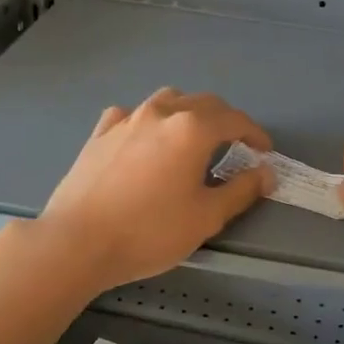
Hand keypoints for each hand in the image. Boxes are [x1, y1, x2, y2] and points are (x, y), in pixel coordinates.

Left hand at [36, 88, 273, 290]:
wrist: (77, 242)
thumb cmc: (149, 231)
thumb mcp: (206, 217)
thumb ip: (241, 190)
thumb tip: (266, 172)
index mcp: (192, 129)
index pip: (234, 120)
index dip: (255, 134)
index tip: (264, 151)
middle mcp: (160, 113)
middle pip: (202, 103)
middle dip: (225, 120)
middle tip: (236, 145)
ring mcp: (125, 120)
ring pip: (167, 101)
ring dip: (188, 113)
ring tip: (193, 137)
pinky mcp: (99, 134)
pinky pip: (131, 115)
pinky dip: (148, 122)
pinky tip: (145, 140)